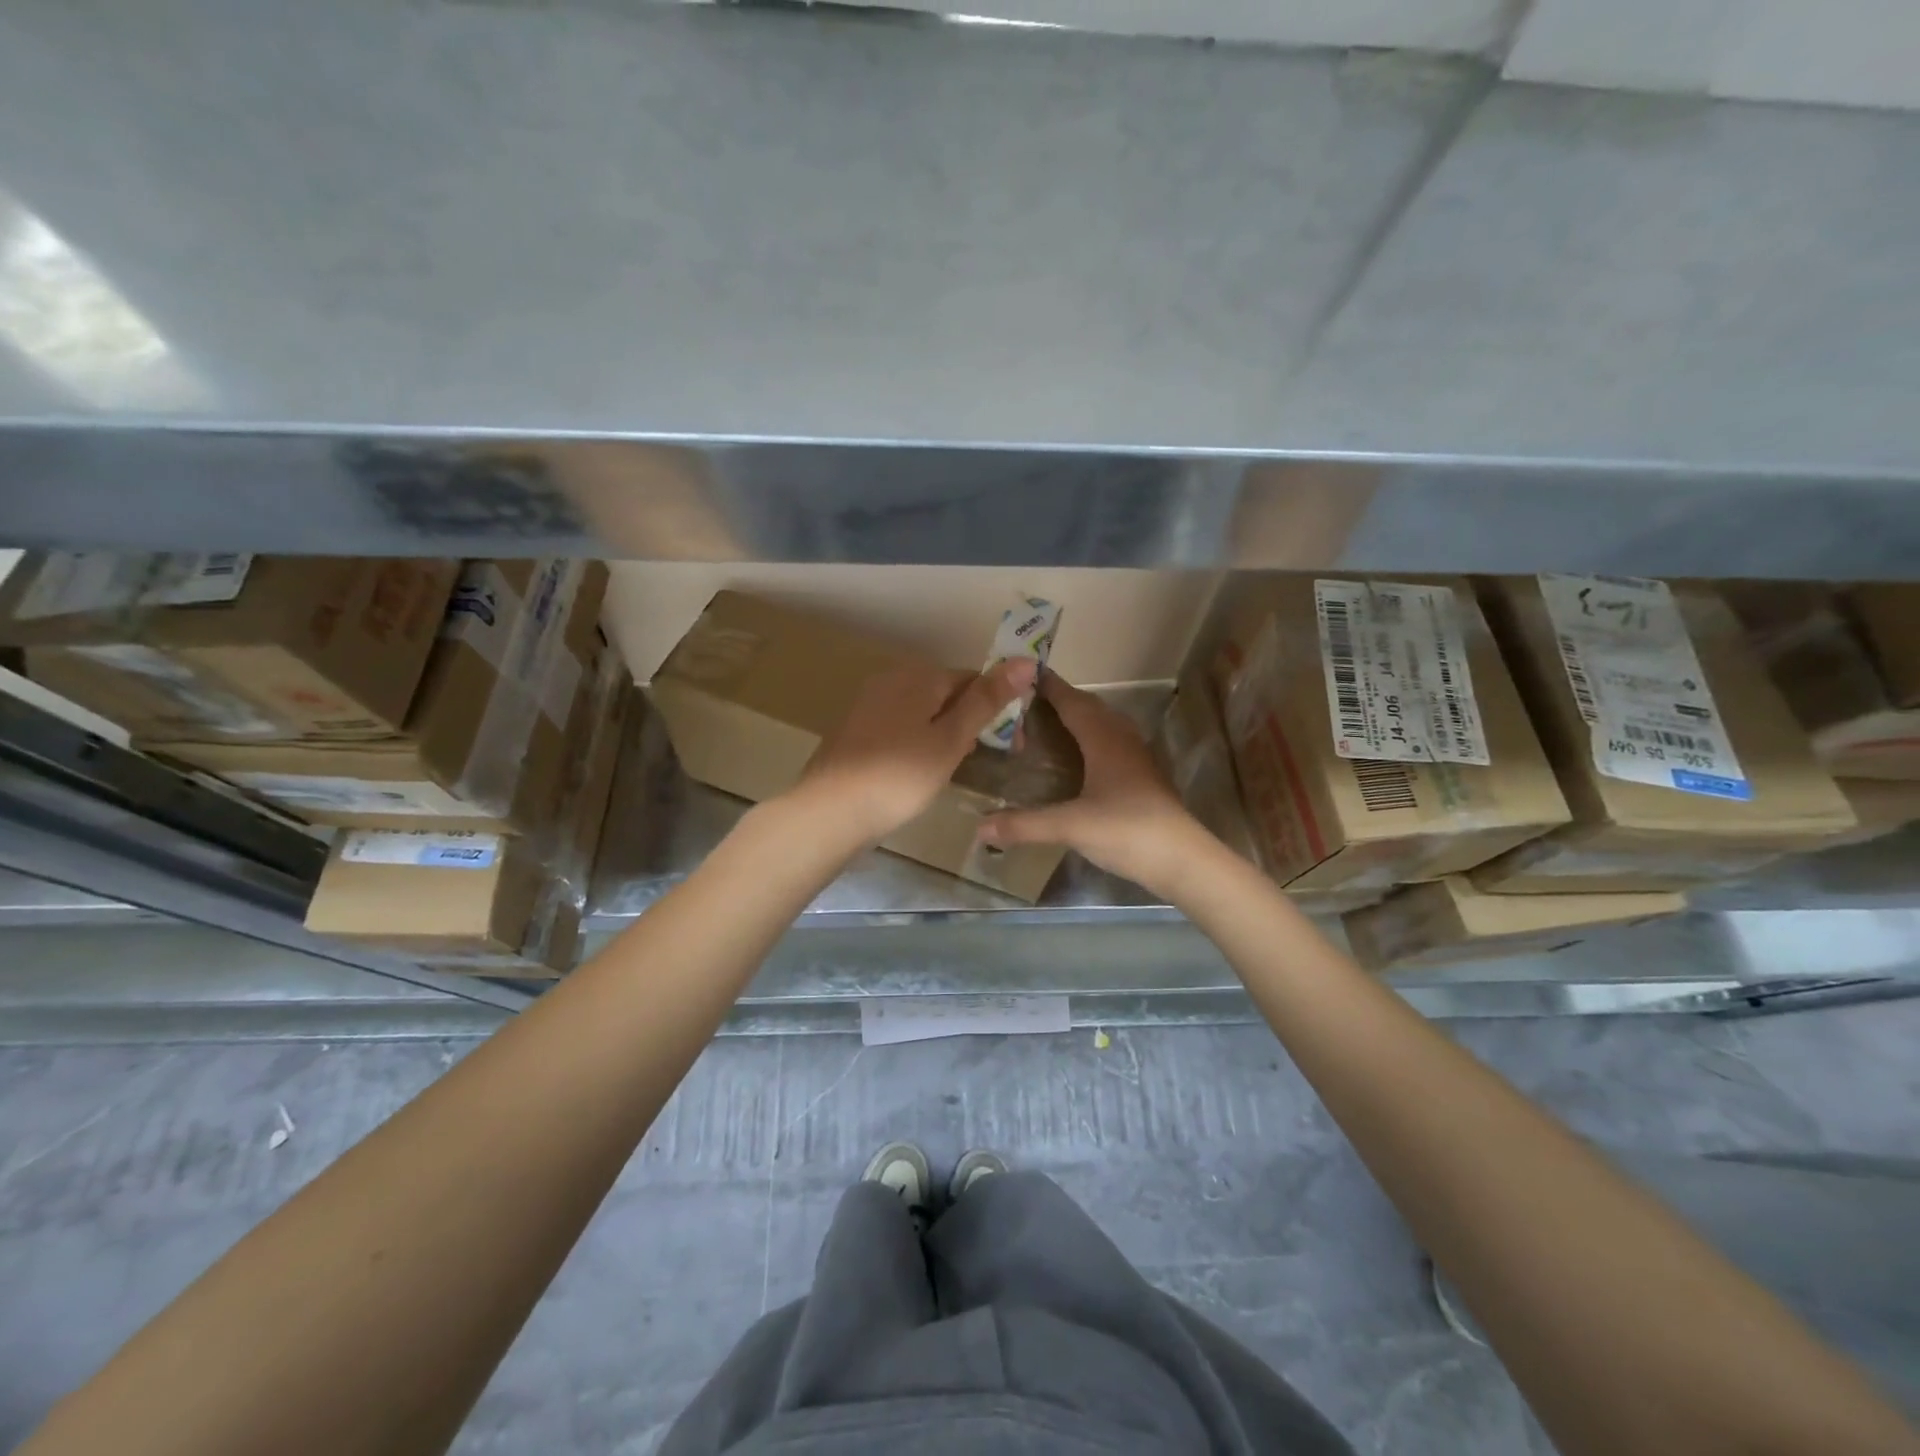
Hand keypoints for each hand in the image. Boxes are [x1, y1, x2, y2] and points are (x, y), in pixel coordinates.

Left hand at [793, 656, 1037, 846]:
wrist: (830, 811)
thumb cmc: (900, 776)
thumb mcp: (951, 740)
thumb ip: (986, 700)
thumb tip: (1026, 660)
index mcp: (919, 675)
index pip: (973, 679)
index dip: (998, 709)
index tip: (1012, 746)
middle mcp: (892, 678)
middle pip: (946, 693)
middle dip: (970, 721)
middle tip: (981, 760)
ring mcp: (868, 702)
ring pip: (922, 710)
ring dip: (944, 733)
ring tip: (950, 768)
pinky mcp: (854, 727)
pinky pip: (899, 724)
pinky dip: (917, 741)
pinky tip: (916, 770)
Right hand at [977, 675, 1208, 896]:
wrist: (1182, 860)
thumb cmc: (1127, 831)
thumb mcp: (1070, 827)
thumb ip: (1024, 825)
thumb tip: (979, 827)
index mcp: (1104, 740)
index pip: (1073, 702)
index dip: (1050, 687)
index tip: (1024, 674)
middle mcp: (1122, 741)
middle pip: (1091, 708)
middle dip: (1062, 699)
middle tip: (1029, 701)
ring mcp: (1138, 759)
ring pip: (1106, 725)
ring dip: (1081, 717)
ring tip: (1051, 723)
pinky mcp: (1145, 778)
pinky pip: (1114, 744)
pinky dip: (1093, 739)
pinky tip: (1082, 758)